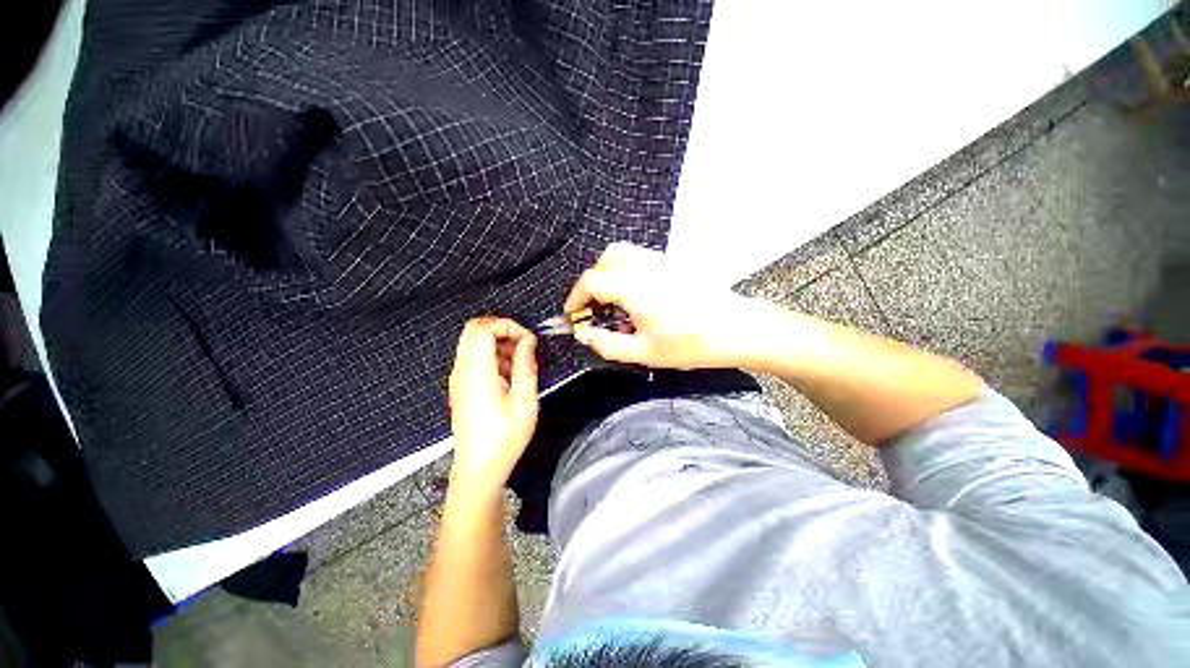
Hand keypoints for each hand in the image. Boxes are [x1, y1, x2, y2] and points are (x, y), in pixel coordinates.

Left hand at [448, 317, 538, 491]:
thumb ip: (525, 366)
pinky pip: (473, 358)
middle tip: (523, 344)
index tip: (528, 340)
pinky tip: (508, 377)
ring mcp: (458, 378)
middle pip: (473, 329)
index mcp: (477, 372)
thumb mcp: (524, 402)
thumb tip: (527, 340)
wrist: (478, 470)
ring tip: (520, 363)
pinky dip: (491, 356)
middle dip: (501, 329)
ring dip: (497, 343)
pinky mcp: (460, 387)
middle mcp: (462, 370)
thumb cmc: (504, 438)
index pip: (483, 328)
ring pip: (472, 342)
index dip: (507, 325)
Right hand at [564, 242, 769, 368]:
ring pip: (624, 253)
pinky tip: (637, 296)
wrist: (737, 329)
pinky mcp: (674, 262)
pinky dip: (627, 271)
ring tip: (614, 301)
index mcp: (635, 289)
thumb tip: (584, 335)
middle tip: (595, 306)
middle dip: (593, 281)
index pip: (593, 280)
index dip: (576, 297)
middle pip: (606, 258)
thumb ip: (608, 345)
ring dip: (609, 273)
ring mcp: (662, 261)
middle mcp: (646, 267)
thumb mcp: (645, 353)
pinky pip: (640, 257)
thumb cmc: (692, 345)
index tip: (574, 314)